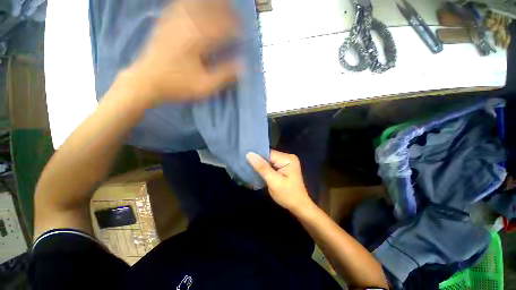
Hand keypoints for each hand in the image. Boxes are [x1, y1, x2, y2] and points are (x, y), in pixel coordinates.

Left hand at [128, 0, 239, 103]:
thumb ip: (225, 75)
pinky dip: (194, 3)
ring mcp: (174, 19)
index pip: (223, 26)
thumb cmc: (177, 85)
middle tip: (237, 18)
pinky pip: (182, 4)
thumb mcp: (205, 86)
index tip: (244, 35)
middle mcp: (186, 23)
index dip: (236, 29)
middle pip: (211, 7)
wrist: (146, 81)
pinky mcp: (166, 21)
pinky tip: (199, 6)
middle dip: (227, 11)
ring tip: (223, 7)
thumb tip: (243, 65)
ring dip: (213, 4)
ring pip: (197, 2)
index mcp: (197, 39)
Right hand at [247, 150, 314, 214]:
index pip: (268, 153)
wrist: (299, 207)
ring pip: (269, 161)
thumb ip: (262, 167)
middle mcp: (288, 157)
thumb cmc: (288, 195)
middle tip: (247, 167)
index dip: (257, 157)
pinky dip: (266, 169)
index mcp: (288, 158)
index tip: (245, 161)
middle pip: (269, 156)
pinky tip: (259, 173)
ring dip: (262, 166)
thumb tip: (249, 154)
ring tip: (251, 170)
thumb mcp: (273, 181)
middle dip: (259, 162)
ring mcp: (287, 162)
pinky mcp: (285, 168)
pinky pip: (272, 165)